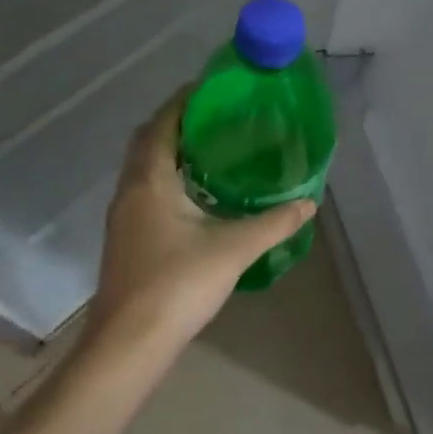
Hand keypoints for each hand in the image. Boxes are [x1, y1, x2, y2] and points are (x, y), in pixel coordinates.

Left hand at [88, 88, 313, 350]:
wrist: (128, 346)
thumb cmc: (177, 284)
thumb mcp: (234, 248)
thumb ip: (274, 222)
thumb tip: (309, 202)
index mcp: (150, 181)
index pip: (161, 124)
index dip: (183, 101)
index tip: (212, 87)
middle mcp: (130, 191)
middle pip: (148, 141)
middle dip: (177, 122)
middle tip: (217, 115)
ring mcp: (123, 216)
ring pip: (144, 167)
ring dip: (171, 150)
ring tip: (212, 146)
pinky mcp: (126, 238)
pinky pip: (145, 188)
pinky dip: (168, 176)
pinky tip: (197, 192)